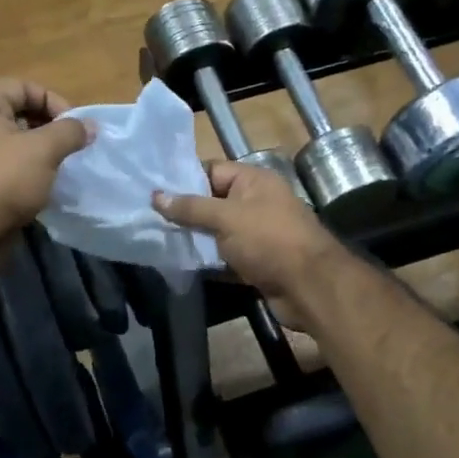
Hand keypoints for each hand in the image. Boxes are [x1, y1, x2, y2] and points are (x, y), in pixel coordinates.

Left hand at [0, 78, 91, 239]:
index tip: (73, 125)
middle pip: (19, 113)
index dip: (51, 100)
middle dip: (50, 127)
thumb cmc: (3, 180)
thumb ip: (70, 132)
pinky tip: (46, 186)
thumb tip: (90, 126)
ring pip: (16, 143)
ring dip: (42, 152)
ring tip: (63, 166)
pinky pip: (10, 167)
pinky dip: (30, 172)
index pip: (22, 86)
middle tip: (72, 146)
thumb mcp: (43, 149)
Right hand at [155, 161, 345, 324]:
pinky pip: (226, 256)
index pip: (211, 171)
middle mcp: (257, 202)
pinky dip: (209, 260)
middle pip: (213, 202)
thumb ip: (190, 207)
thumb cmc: (268, 240)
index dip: (183, 180)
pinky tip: (183, 264)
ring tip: (159, 241)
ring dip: (195, 238)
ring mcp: (258, 234)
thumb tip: (156, 196)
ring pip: (218, 232)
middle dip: (185, 212)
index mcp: (253, 181)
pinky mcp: (257, 261)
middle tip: (149, 218)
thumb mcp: (225, 217)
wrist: (309, 286)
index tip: (152, 191)